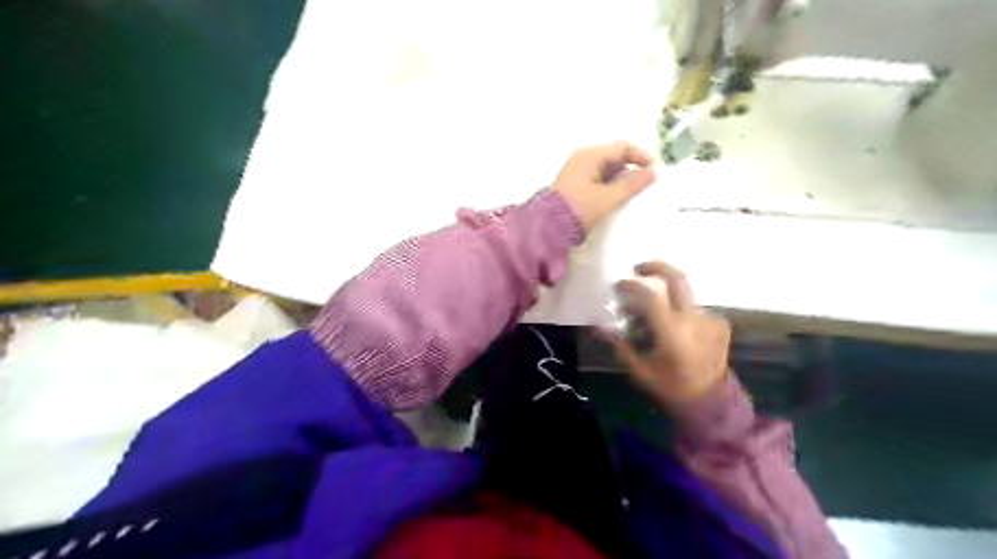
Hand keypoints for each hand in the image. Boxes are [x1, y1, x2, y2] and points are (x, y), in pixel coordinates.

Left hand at [552, 144, 655, 234]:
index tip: (654, 170)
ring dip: (620, 177)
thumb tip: (652, 173)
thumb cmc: (580, 209)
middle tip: (644, 183)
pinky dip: (609, 184)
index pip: (622, 147)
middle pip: (613, 156)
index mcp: (590, 156)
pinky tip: (615, 197)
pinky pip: (597, 178)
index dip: (640, 156)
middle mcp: (582, 158)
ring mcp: (576, 171)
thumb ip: (632, 184)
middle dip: (631, 167)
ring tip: (632, 193)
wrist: (548, 227)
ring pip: (605, 168)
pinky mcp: (573, 184)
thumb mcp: (608, 198)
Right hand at [599, 260, 729, 407]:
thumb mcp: (641, 370)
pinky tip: (676, 331)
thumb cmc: (672, 387)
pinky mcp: (720, 324)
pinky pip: (695, 311)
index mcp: (673, 331)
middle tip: (638, 269)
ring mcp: (711, 319)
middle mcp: (694, 319)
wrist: (712, 401)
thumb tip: (600, 327)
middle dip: (656, 267)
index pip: (650, 296)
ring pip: (683, 297)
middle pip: (678, 278)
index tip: (618, 286)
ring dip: (666, 299)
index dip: (632, 287)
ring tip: (654, 317)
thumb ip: (621, 346)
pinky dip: (681, 314)